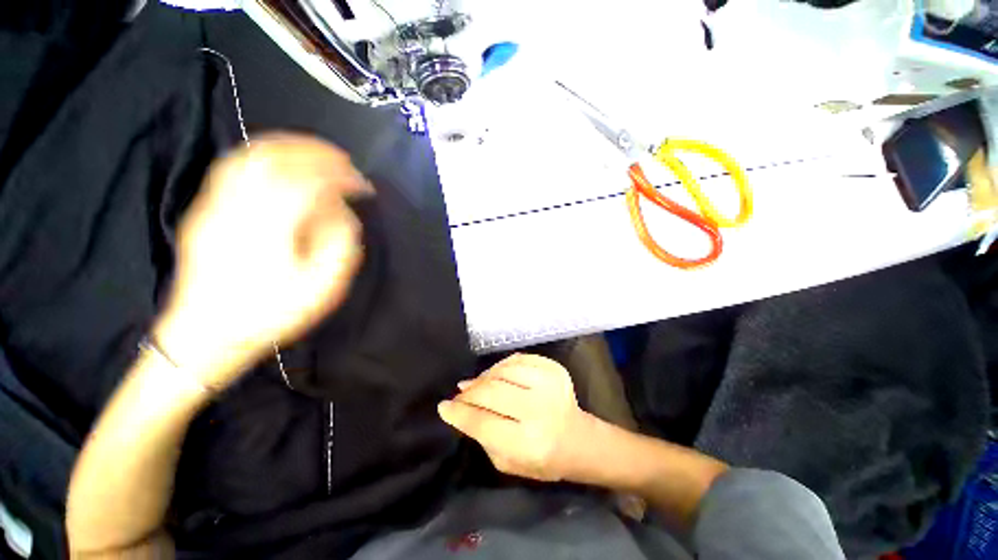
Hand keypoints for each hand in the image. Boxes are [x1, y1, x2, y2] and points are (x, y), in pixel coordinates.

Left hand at [155, 134, 369, 386]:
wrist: (205, 334)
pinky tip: (282, 163)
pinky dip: (263, 155)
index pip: (310, 184)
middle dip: (316, 153)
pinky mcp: (205, 209)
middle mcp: (238, 207)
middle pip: (276, 158)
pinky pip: (233, 167)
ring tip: (317, 153)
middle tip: (344, 160)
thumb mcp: (322, 288)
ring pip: (250, 156)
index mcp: (270, 228)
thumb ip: (340, 244)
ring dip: (288, 147)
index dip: (342, 178)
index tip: (363, 186)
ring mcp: (215, 205)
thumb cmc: (270, 314)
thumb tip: (341, 212)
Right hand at [438, 354, 593, 481]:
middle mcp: (540, 410)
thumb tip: (459, 406)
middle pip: (492, 391)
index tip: (444, 406)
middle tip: (460, 393)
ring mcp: (550, 384)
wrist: (579, 440)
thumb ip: (482, 436)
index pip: (483, 423)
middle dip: (470, 392)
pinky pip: (518, 358)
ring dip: (484, 376)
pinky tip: (496, 374)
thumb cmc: (542, 459)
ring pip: (503, 370)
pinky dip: (502, 365)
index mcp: (529, 443)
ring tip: (477, 384)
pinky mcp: (555, 369)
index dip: (460, 413)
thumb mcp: (507, 462)